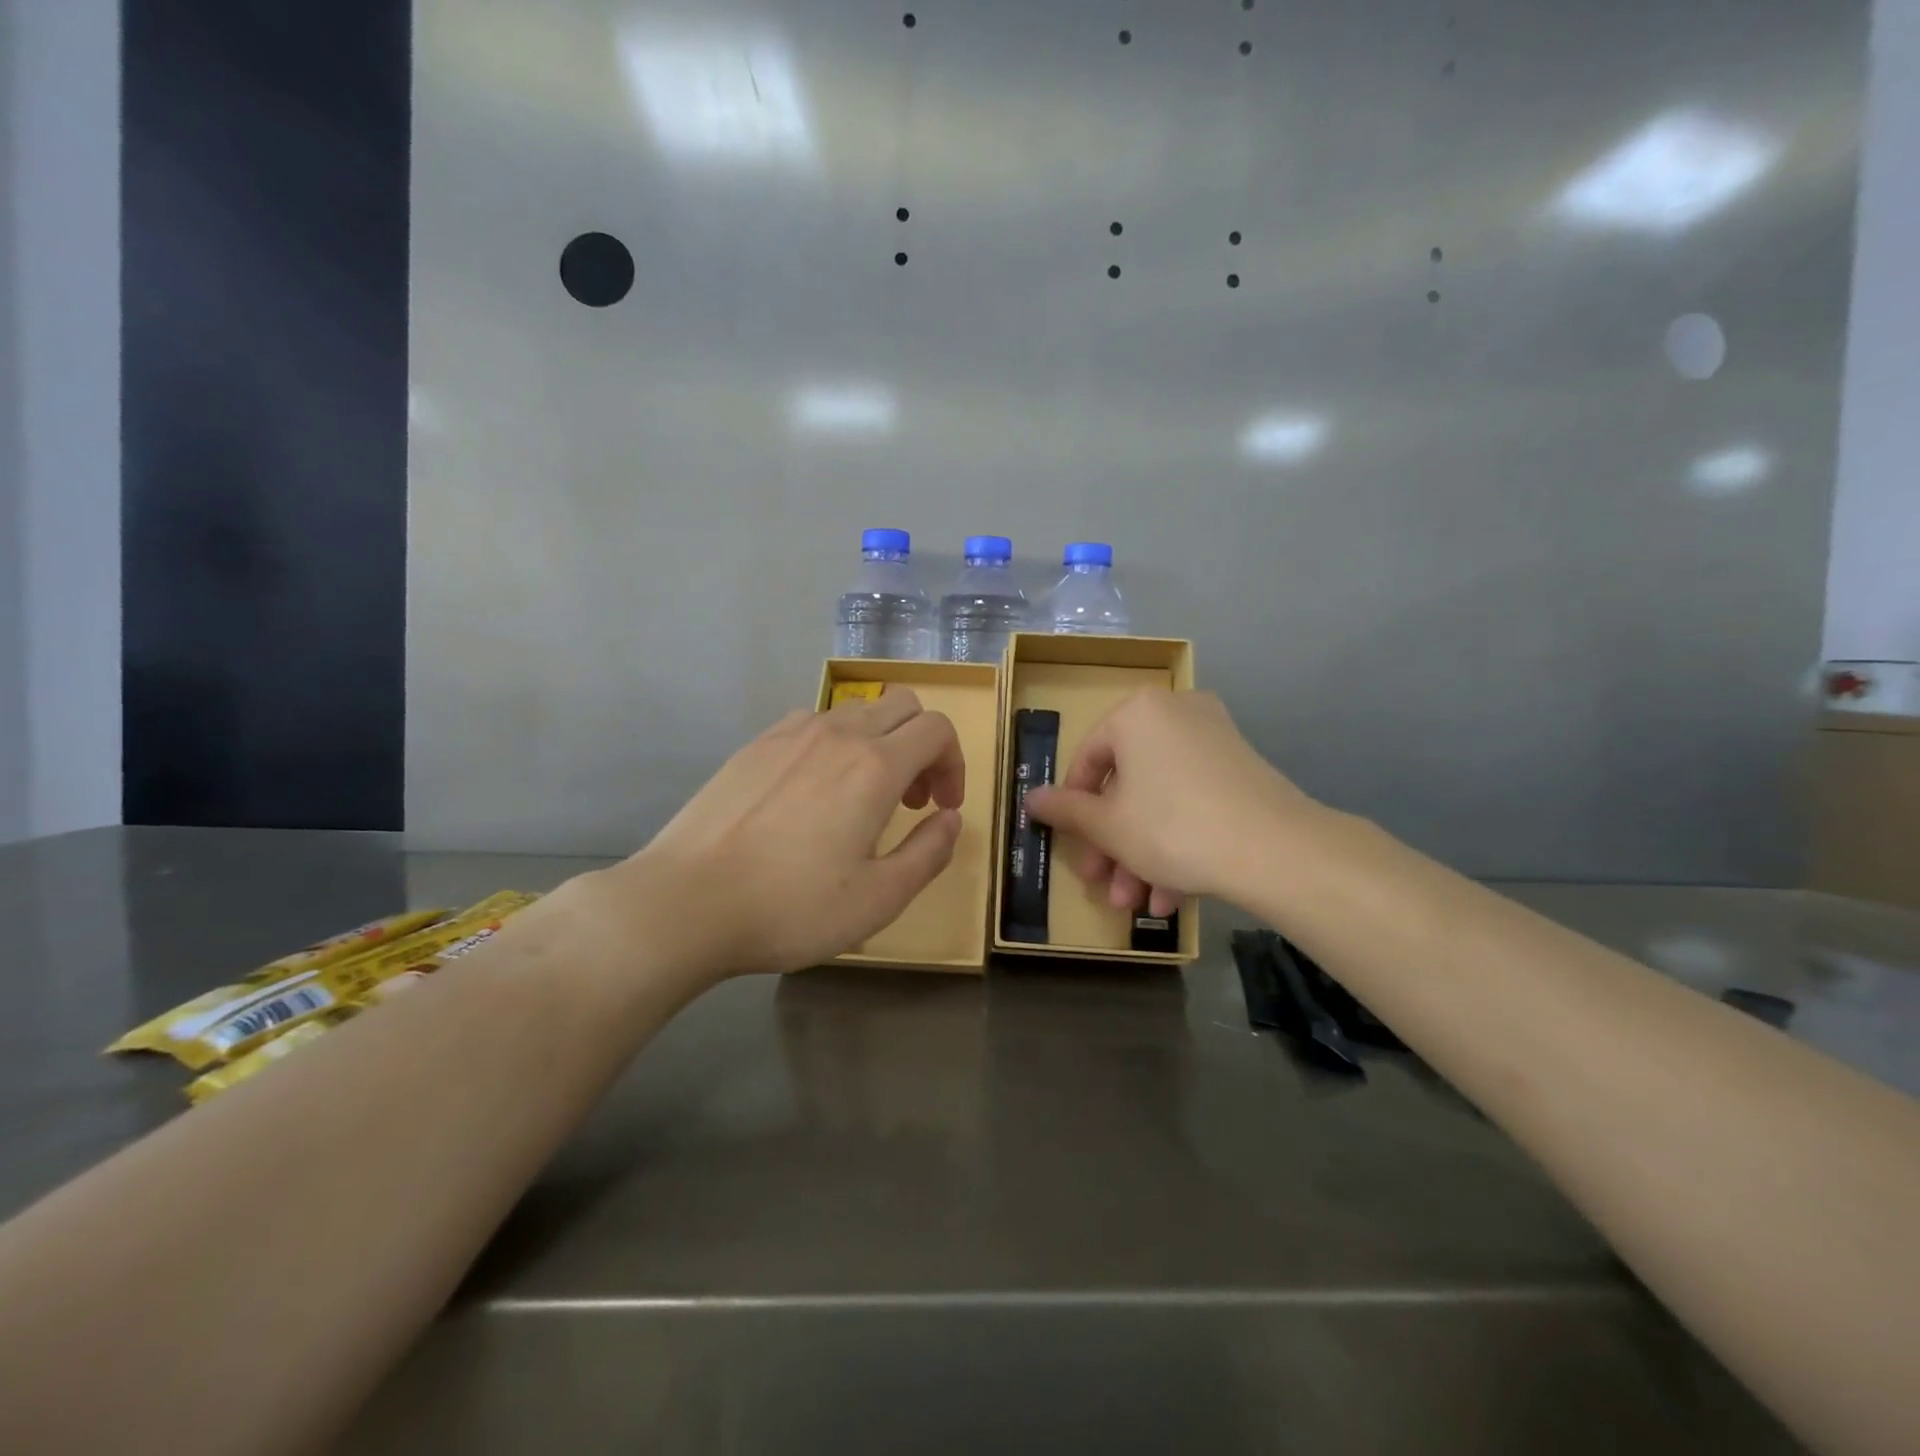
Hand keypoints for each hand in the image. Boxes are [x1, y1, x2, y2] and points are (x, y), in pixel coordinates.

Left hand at [614, 688, 965, 978]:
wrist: (686, 902)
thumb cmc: (791, 906)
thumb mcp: (879, 898)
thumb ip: (929, 853)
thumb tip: (951, 819)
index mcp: (874, 766)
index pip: (936, 729)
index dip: (954, 763)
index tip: (943, 806)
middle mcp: (836, 734)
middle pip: (902, 705)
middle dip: (922, 745)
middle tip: (910, 799)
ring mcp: (789, 734)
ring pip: (856, 711)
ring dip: (879, 742)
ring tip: (861, 797)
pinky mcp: (754, 745)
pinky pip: (813, 723)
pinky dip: (835, 744)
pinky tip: (813, 793)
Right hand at [1025, 690, 1311, 916]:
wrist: (1275, 849)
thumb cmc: (1172, 827)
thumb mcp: (1107, 825)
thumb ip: (1064, 810)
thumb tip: (1029, 798)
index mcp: (1137, 713)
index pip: (1088, 760)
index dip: (1074, 809)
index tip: (1073, 846)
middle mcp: (1176, 713)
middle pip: (1128, 785)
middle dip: (1113, 844)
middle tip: (1104, 884)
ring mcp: (1214, 739)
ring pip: (1161, 800)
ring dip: (1142, 854)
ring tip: (1138, 905)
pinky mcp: (1243, 770)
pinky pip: (1194, 802)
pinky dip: (1178, 843)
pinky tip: (1172, 897)